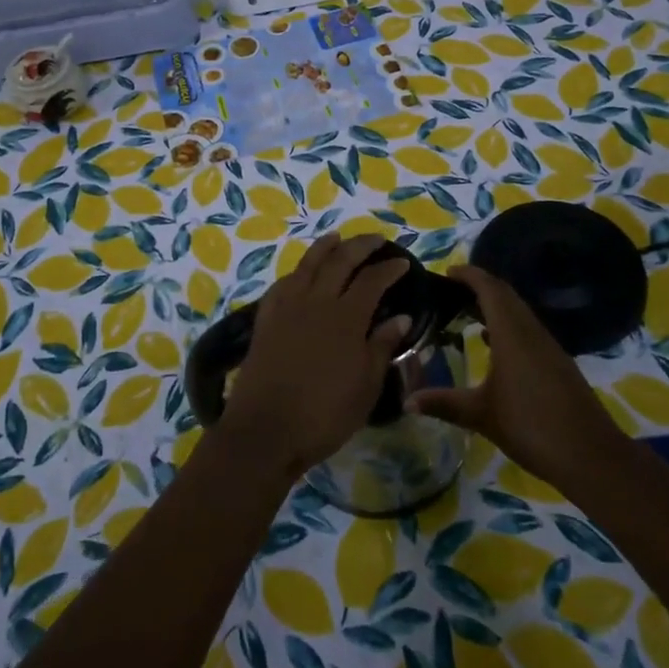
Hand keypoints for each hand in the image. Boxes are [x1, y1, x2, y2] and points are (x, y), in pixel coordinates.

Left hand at [217, 234, 411, 480]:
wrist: (266, 430)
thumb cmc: (325, 414)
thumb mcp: (365, 386)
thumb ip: (381, 346)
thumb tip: (400, 317)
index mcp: (346, 317)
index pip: (372, 280)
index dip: (389, 269)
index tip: (403, 262)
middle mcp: (317, 301)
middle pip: (340, 261)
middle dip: (360, 246)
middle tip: (376, 240)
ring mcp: (287, 307)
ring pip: (308, 264)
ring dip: (325, 247)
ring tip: (337, 237)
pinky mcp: (266, 318)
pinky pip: (283, 283)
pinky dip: (296, 271)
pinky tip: (301, 273)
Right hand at [407, 264, 623, 486]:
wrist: (591, 456)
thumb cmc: (531, 427)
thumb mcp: (481, 415)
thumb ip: (444, 403)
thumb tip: (407, 400)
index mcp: (512, 333)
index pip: (490, 288)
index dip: (469, 275)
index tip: (447, 272)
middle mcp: (531, 331)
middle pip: (506, 295)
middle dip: (480, 286)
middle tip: (451, 290)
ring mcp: (548, 346)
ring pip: (519, 312)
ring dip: (495, 305)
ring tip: (466, 312)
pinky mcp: (558, 363)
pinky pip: (528, 329)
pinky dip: (508, 325)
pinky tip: (494, 344)